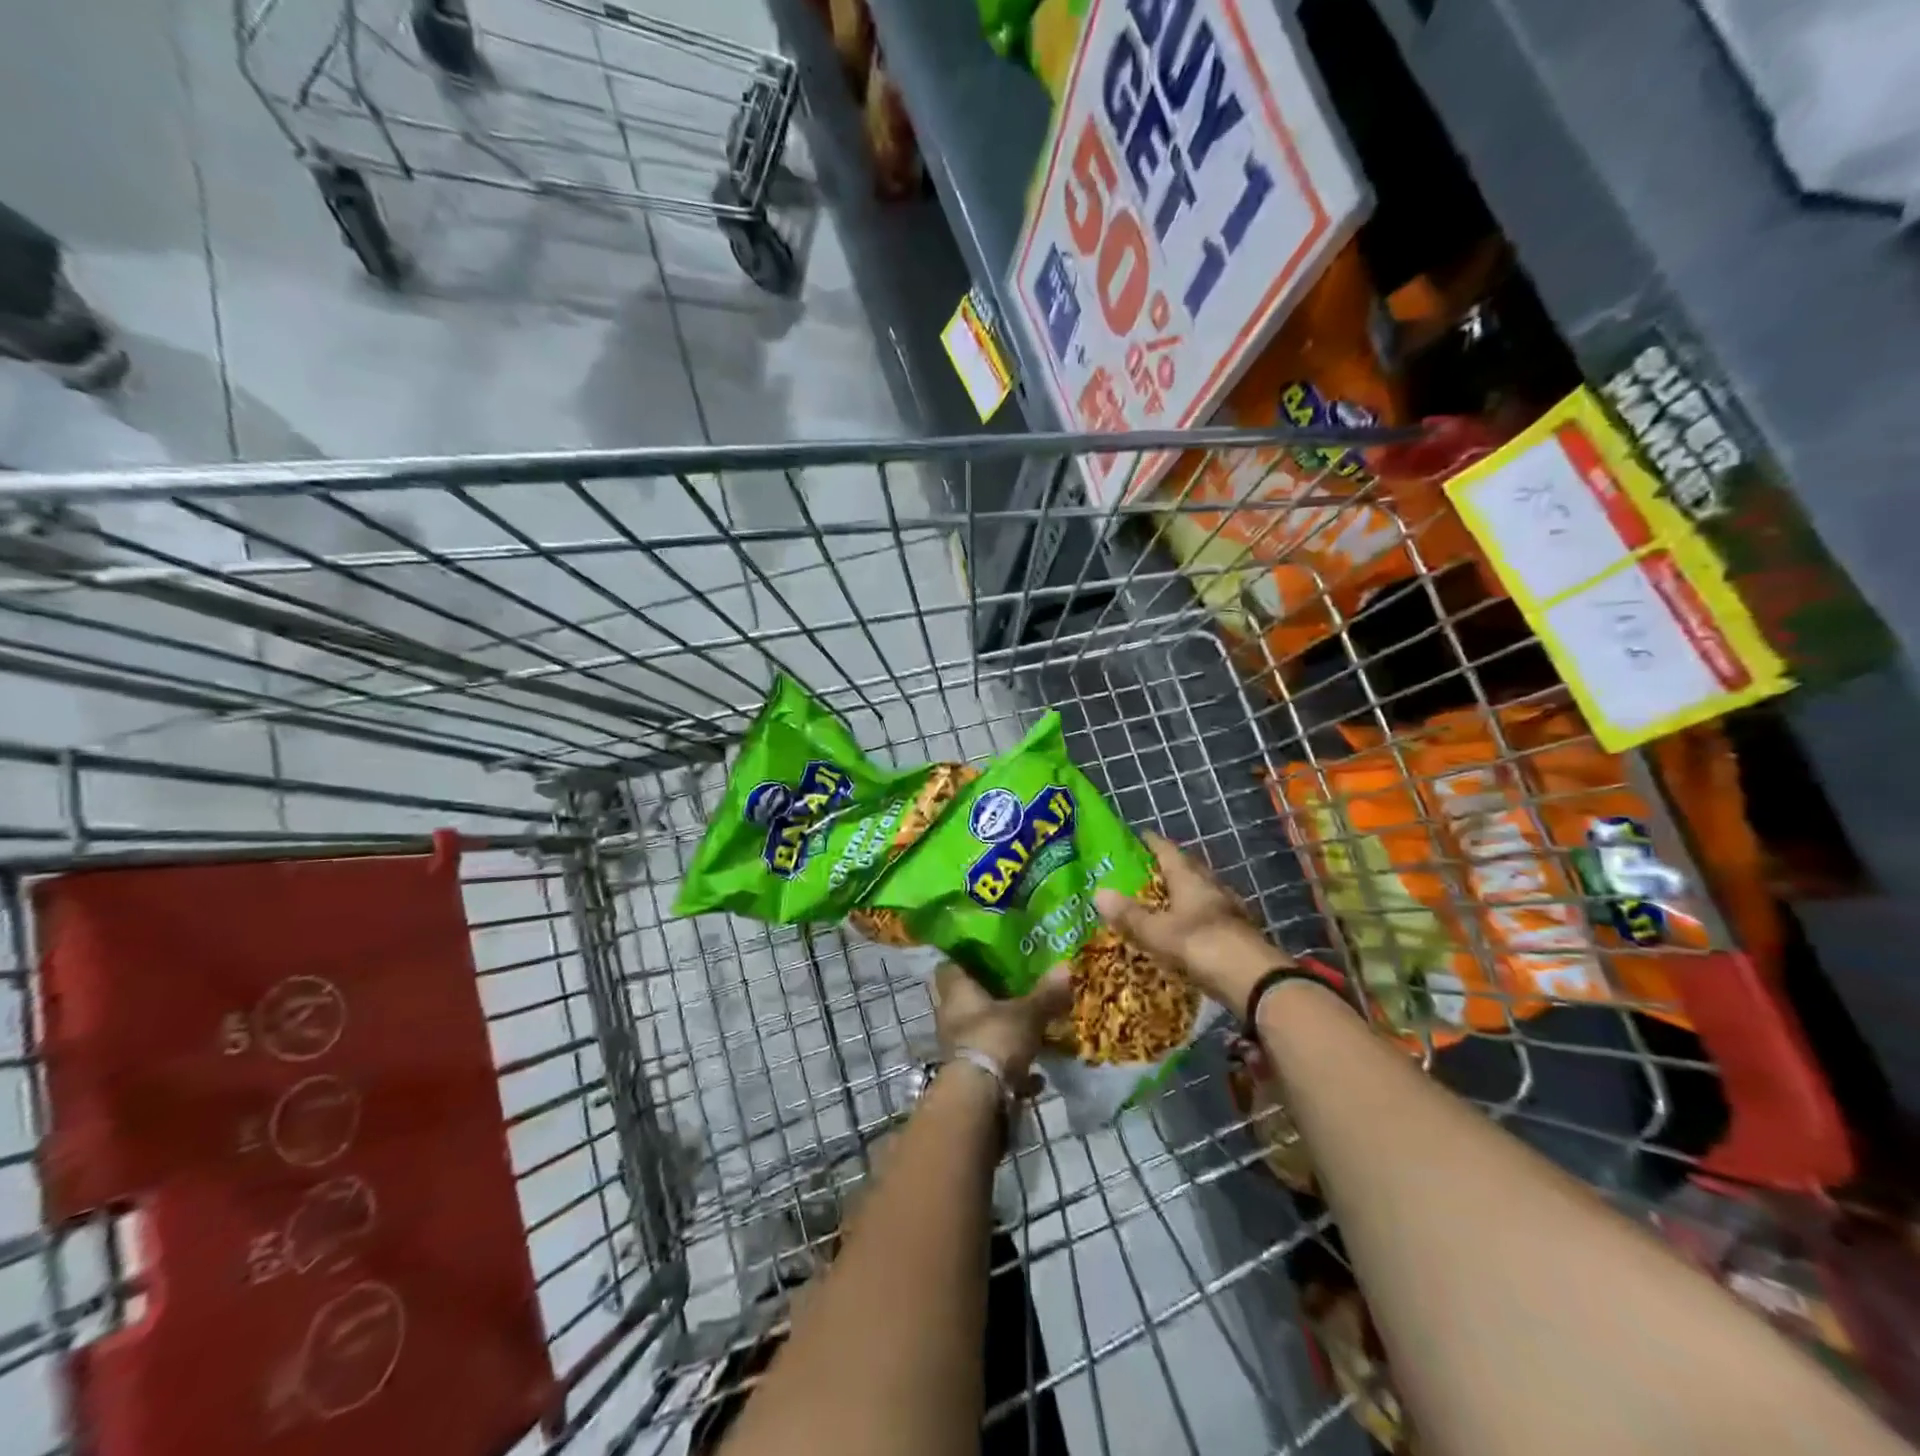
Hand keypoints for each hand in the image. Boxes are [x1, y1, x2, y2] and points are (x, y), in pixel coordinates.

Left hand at [931, 962, 1071, 1088]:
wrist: (978, 1099)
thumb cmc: (995, 1039)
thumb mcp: (1028, 1014)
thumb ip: (1046, 994)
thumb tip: (1066, 967)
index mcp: (956, 992)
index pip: (950, 966)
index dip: (966, 959)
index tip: (988, 956)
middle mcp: (950, 1017)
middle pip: (966, 1000)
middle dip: (990, 998)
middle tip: (1017, 990)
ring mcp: (956, 1048)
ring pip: (979, 1033)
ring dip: (1002, 1034)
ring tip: (1031, 1032)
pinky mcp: (967, 1077)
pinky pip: (991, 1066)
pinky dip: (1012, 1070)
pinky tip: (1036, 1076)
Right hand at [1094, 832, 1289, 1011]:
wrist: (1254, 981)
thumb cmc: (1202, 946)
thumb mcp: (1157, 932)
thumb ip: (1129, 915)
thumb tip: (1098, 892)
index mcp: (1191, 879)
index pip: (1169, 851)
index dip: (1153, 843)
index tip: (1138, 837)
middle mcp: (1212, 887)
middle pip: (1188, 869)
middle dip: (1168, 867)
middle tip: (1144, 871)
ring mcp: (1229, 911)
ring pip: (1201, 893)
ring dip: (1183, 893)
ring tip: (1161, 900)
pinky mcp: (1237, 934)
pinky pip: (1210, 917)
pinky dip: (1194, 918)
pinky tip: (1185, 929)